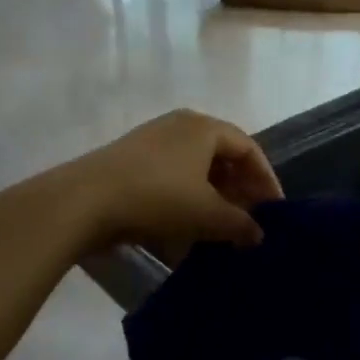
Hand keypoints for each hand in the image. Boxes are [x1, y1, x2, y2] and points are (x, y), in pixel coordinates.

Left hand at [65, 109, 282, 253]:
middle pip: (221, 156)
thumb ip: (239, 223)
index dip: (266, 179)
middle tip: (248, 220)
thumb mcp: (206, 214)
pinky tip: (184, 227)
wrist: (85, 200)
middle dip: (238, 189)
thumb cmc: (157, 197)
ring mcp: (153, 140)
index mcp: (204, 128)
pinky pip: (172, 176)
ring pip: (195, 168)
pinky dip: (186, 198)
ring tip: (219, 227)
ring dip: (212, 196)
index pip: (248, 148)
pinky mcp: (131, 159)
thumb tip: (258, 234)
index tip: (274, 210)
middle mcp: (181, 125)